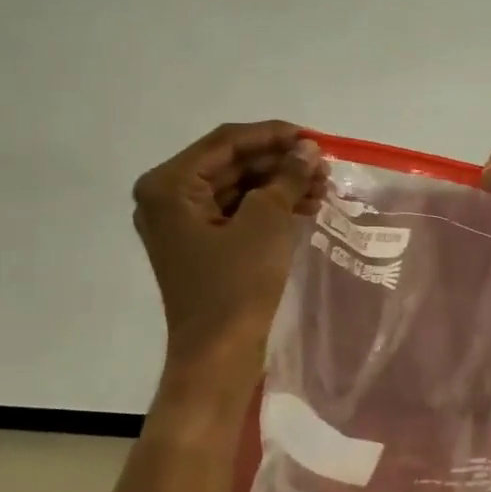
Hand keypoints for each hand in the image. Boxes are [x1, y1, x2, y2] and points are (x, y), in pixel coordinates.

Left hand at [133, 122, 326, 384]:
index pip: (225, 142)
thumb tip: (308, 149)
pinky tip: (305, 208)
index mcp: (168, 186)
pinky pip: (236, 214)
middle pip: (230, 164)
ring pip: (237, 189)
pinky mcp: (201, 247)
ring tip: (322, 188)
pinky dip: (269, 208)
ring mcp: (182, 225)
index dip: (272, 135)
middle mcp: (167, 199)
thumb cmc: (235, 285)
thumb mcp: (266, 223)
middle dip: (279, 163)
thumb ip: (286, 178)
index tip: (313, 138)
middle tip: (323, 165)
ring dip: (279, 185)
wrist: (219, 356)